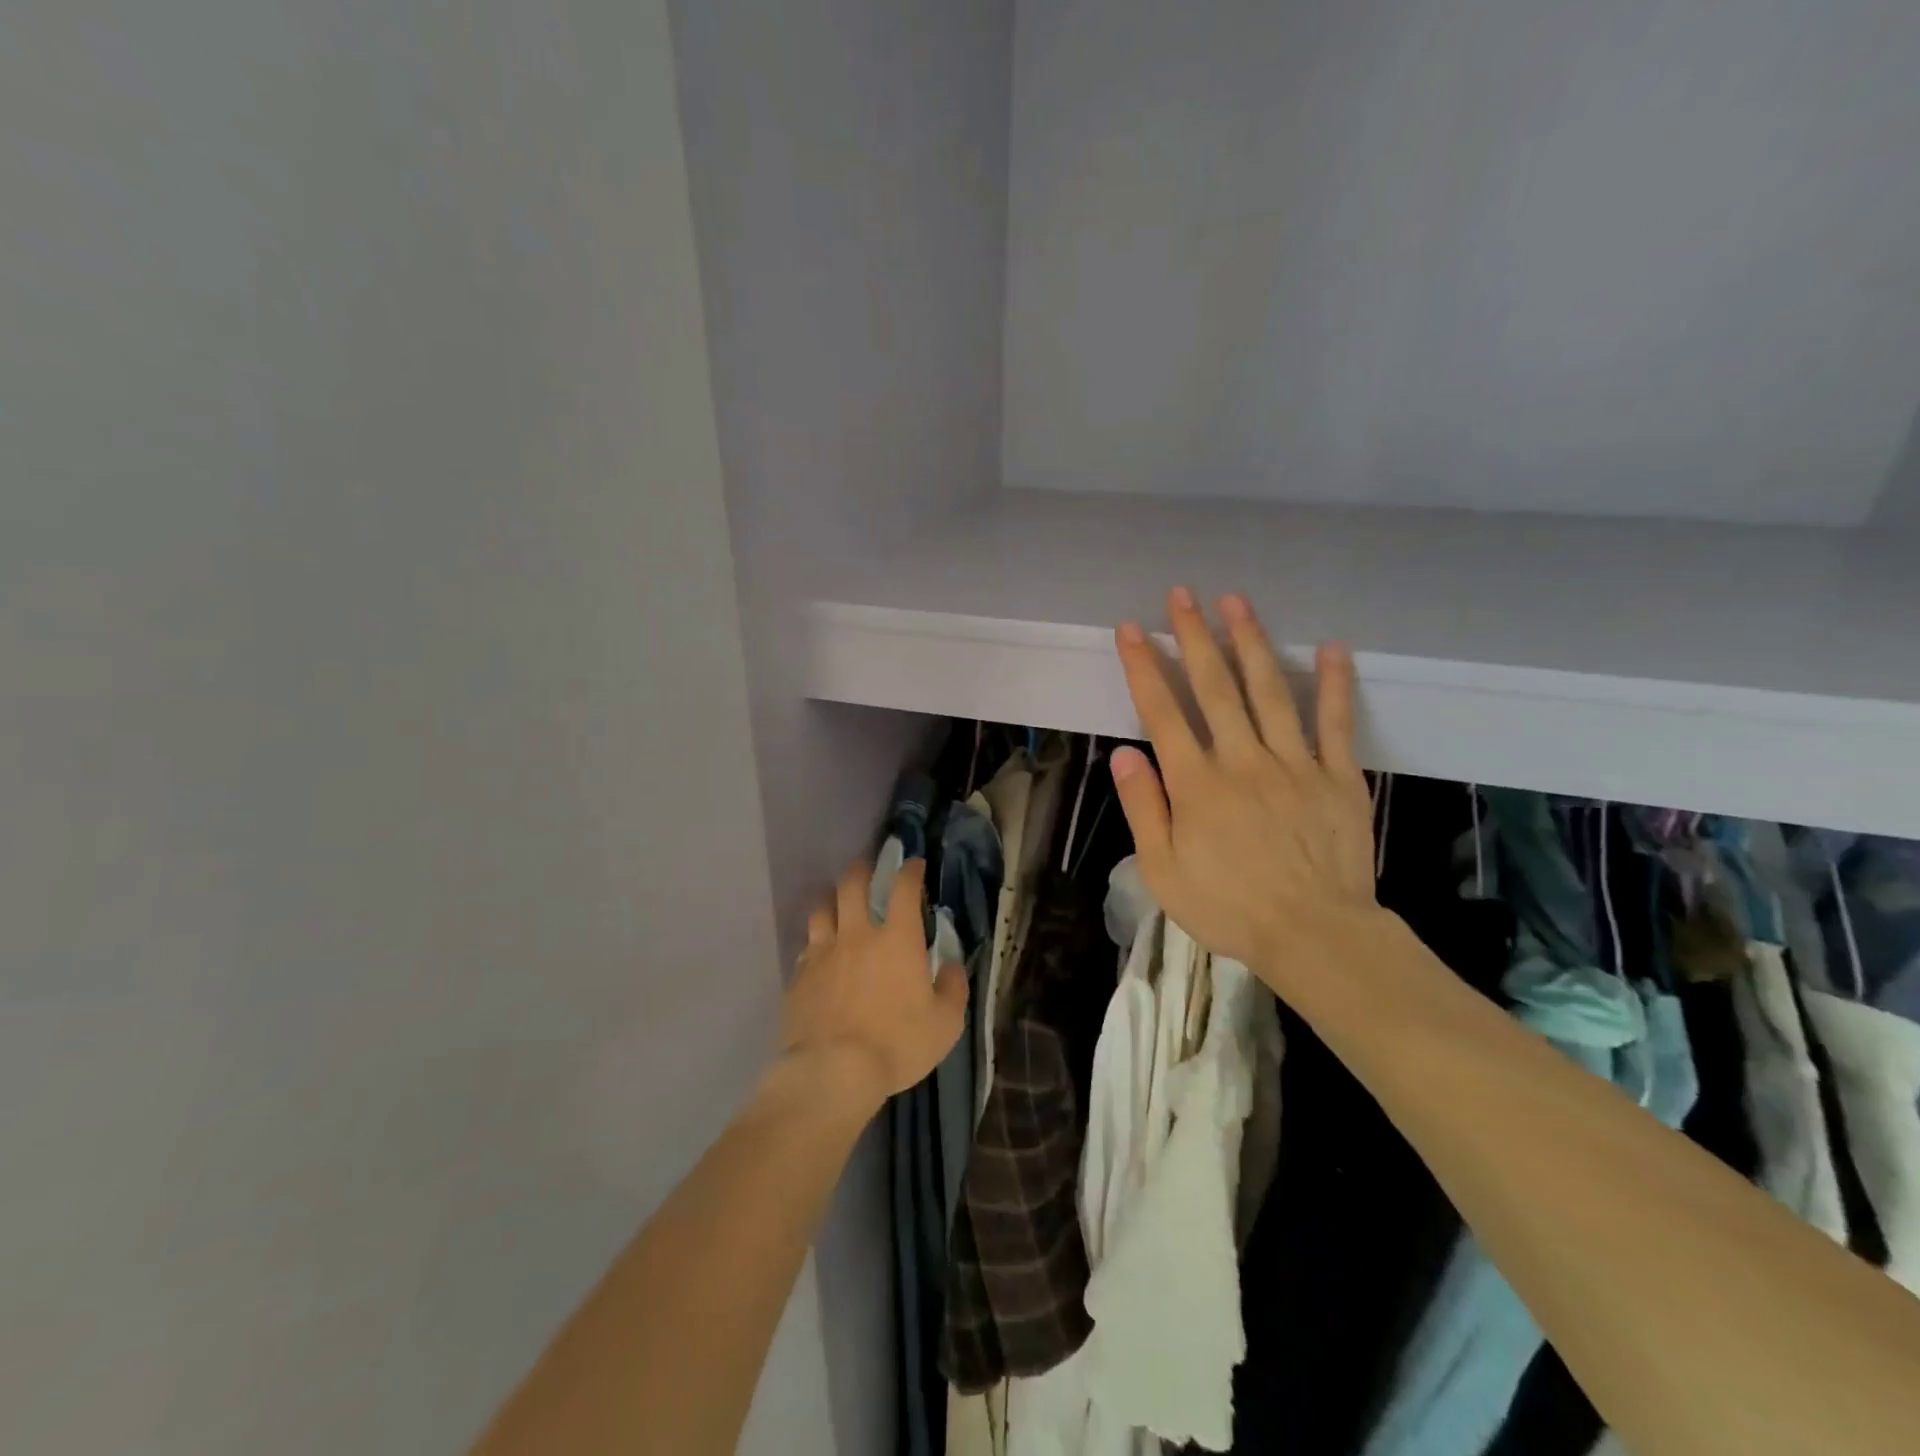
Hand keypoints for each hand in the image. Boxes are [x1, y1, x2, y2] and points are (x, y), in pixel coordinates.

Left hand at [781, 858, 968, 1103]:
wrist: (832, 1071)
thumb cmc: (897, 1045)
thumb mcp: (945, 1024)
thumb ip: (952, 989)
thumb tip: (949, 966)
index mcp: (896, 940)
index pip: (903, 889)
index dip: (910, 871)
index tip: (914, 864)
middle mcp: (857, 936)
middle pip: (852, 886)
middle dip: (861, 870)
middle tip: (866, 866)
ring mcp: (822, 953)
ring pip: (821, 909)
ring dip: (831, 900)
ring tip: (836, 902)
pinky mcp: (798, 977)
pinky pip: (805, 947)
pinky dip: (814, 942)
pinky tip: (817, 952)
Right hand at [1108, 587, 1381, 992]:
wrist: (1314, 934)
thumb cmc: (1229, 907)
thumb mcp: (1163, 870)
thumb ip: (1144, 808)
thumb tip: (1123, 754)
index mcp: (1196, 784)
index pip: (1162, 712)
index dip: (1144, 667)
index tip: (1131, 629)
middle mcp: (1242, 760)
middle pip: (1214, 687)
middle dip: (1194, 636)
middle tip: (1181, 594)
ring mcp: (1294, 763)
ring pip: (1269, 690)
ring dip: (1251, 642)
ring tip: (1236, 602)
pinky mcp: (1337, 775)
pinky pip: (1335, 722)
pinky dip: (1335, 683)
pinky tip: (1333, 646)